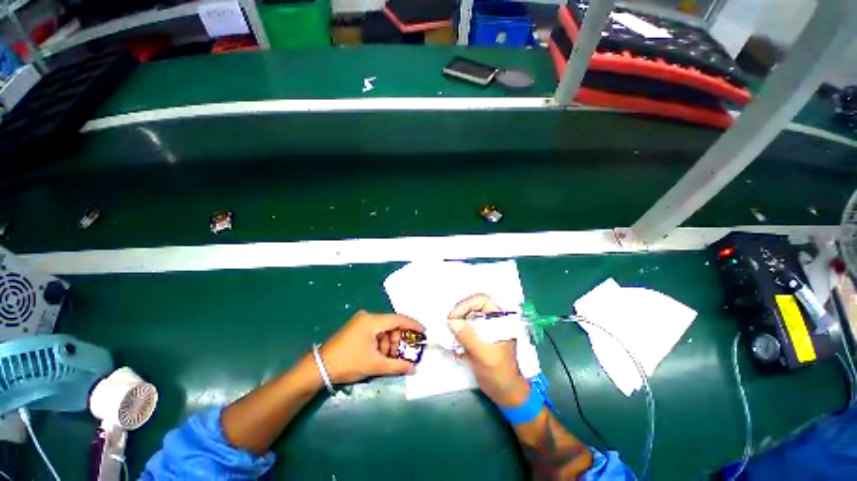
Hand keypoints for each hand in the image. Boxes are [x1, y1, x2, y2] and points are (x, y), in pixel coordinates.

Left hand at [320, 311, 423, 383]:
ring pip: (383, 330)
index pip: (398, 319)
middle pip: (391, 325)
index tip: (424, 332)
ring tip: (390, 359)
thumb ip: (397, 366)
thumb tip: (414, 369)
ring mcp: (361, 322)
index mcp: (372, 320)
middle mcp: (367, 317)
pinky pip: (375, 332)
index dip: (413, 325)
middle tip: (404, 354)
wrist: (318, 368)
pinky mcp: (356, 328)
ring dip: (390, 343)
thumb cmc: (348, 363)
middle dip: (399, 340)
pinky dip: (381, 343)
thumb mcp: (374, 365)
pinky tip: (380, 355)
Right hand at [448, 294, 529, 406]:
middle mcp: (494, 320)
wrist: (505, 393)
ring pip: (468, 314)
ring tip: (449, 331)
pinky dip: (458, 330)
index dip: (467, 304)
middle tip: (449, 323)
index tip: (454, 316)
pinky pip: (466, 326)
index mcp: (501, 319)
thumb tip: (451, 321)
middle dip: (460, 311)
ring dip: (457, 321)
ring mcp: (486, 327)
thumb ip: (468, 337)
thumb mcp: (484, 356)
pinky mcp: (479, 336)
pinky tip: (453, 339)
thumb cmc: (500, 374)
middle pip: (473, 305)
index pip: (483, 300)